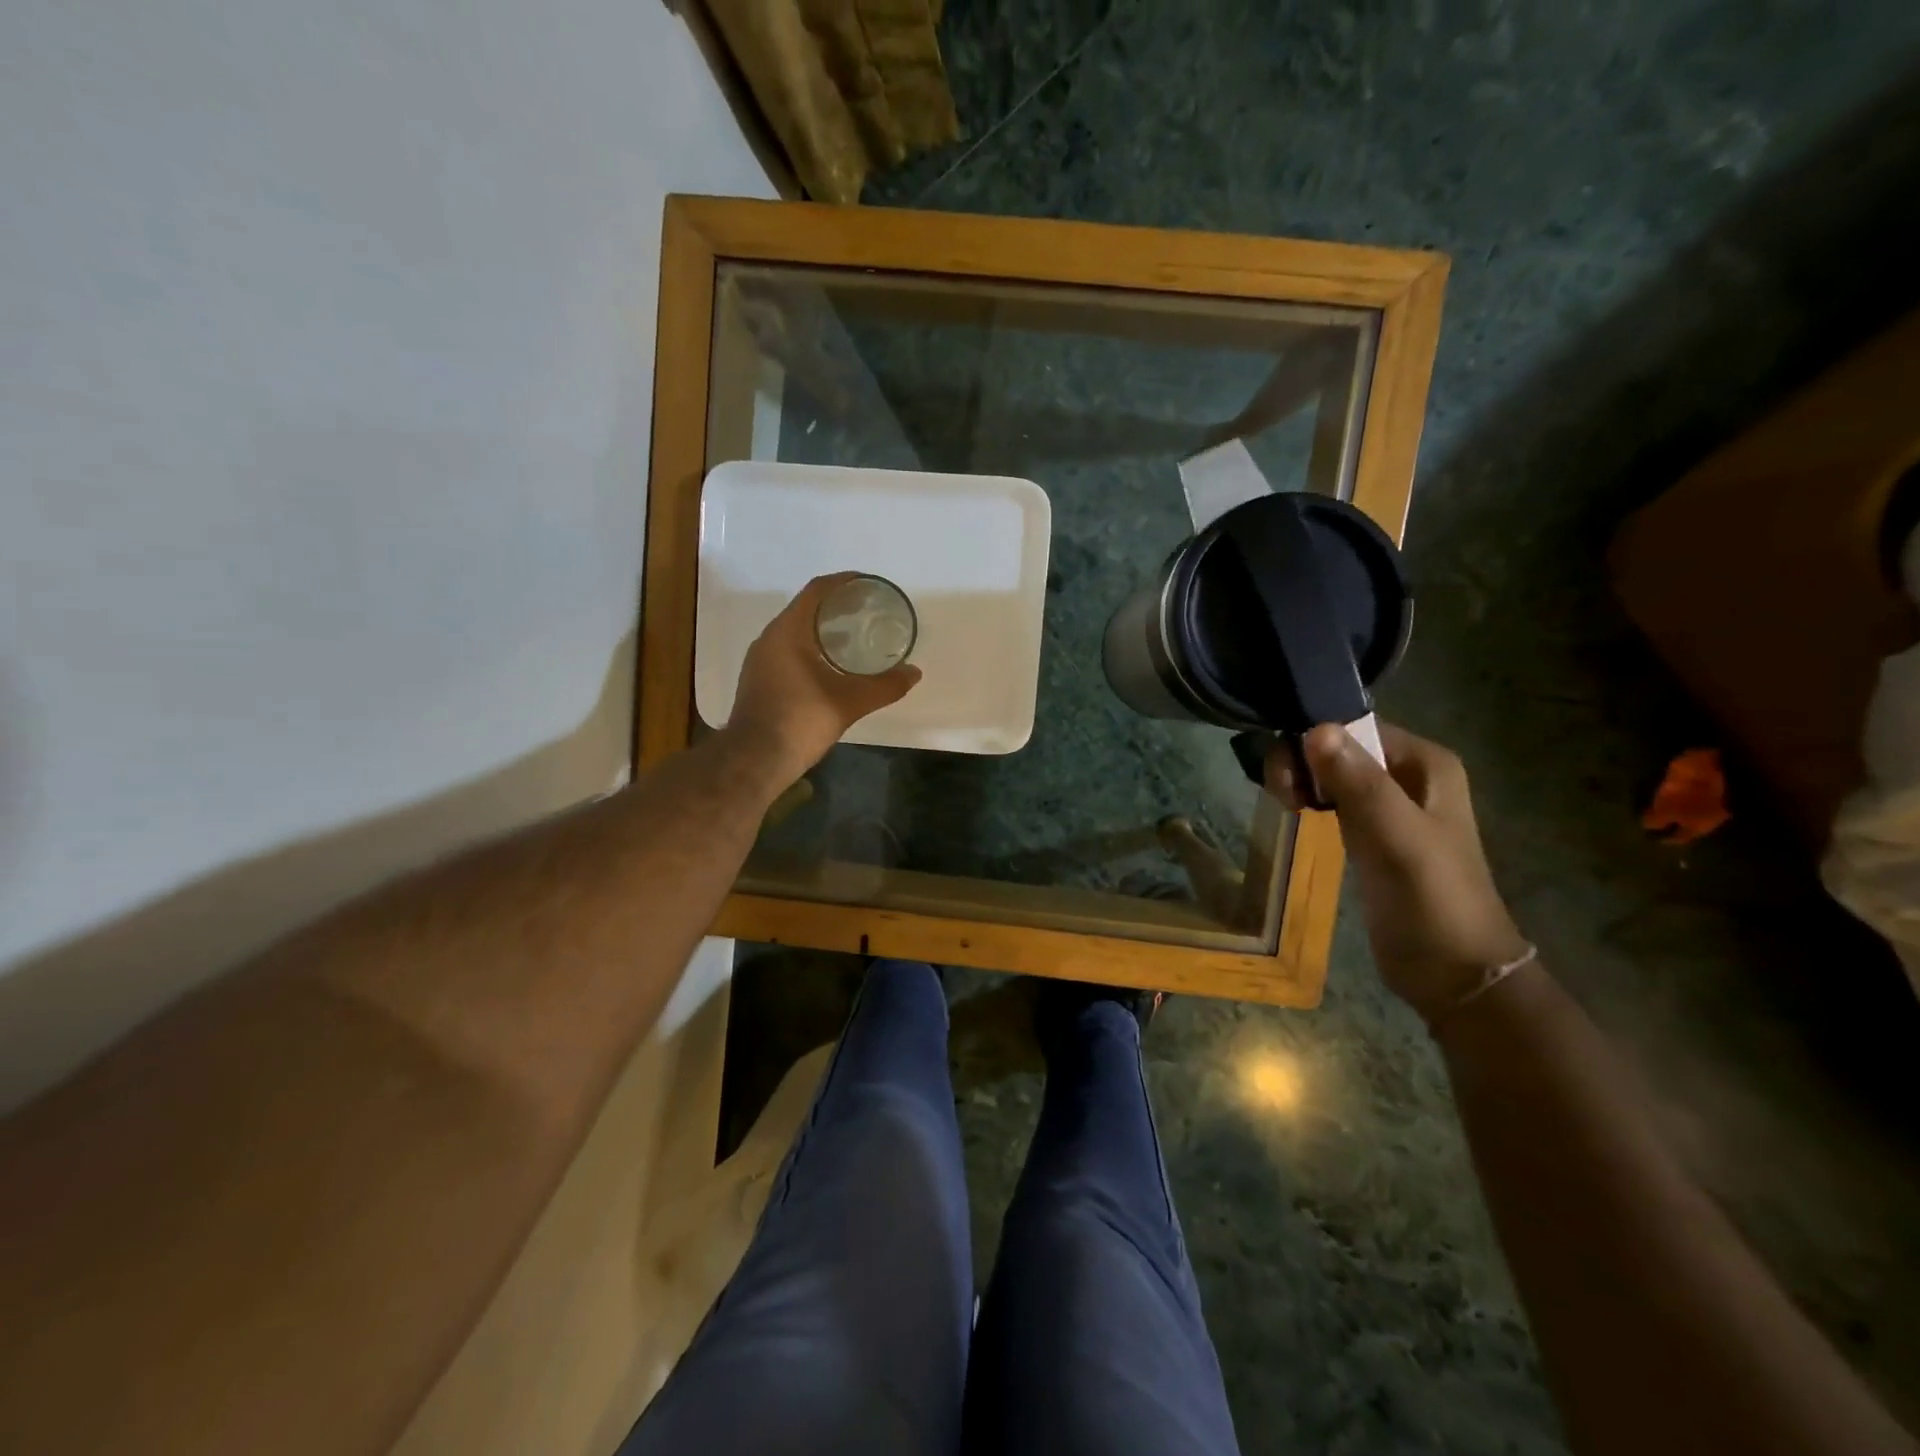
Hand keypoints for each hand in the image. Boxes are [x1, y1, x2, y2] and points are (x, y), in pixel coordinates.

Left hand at [726, 574, 921, 782]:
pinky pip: (789, 650)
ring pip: (796, 631)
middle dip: (837, 606)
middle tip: (868, 610)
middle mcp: (770, 638)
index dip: (844, 582)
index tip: (868, 585)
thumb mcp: (849, 702)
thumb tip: (914, 673)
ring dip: (824, 628)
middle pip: (806, 608)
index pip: (817, 591)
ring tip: (855, 635)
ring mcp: (761, 659)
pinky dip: (812, 647)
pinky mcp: (759, 679)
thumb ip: (884, 686)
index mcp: (788, 631)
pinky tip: (832, 665)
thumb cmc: (800, 721)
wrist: (754, 760)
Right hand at [1268, 722, 1529, 1022]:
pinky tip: (1295, 814)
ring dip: (1302, 781)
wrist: (1451, 970)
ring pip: (1331, 772)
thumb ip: (1358, 782)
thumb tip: (1315, 729)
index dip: (1315, 740)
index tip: (1287, 774)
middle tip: (1284, 796)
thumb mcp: (1396, 835)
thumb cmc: (1431, 897)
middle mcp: (1408, 774)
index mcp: (1425, 763)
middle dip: (1304, 762)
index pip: (1356, 727)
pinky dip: (1310, 800)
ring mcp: (1389, 805)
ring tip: (1287, 807)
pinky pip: (1332, 798)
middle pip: (1339, 746)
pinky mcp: (1371, 833)